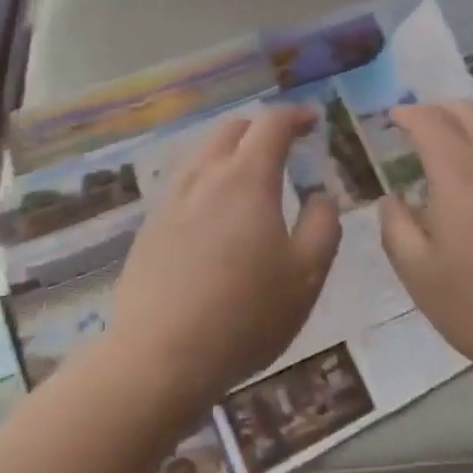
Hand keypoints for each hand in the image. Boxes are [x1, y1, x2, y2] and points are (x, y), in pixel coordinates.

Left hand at [107, 106, 341, 409]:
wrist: (160, 356)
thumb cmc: (246, 314)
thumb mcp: (307, 274)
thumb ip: (323, 226)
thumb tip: (320, 196)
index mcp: (247, 179)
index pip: (271, 124)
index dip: (295, 116)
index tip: (313, 121)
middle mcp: (205, 177)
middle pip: (232, 130)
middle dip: (261, 129)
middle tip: (284, 148)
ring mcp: (171, 201)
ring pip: (203, 155)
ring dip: (231, 153)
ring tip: (250, 179)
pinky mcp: (150, 228)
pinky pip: (184, 186)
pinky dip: (208, 182)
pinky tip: (215, 216)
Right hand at [378, 102, 472, 389]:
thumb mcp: (421, 276)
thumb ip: (396, 227)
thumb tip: (392, 198)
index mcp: (459, 170)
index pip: (429, 120)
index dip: (407, 114)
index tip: (394, 119)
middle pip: (469, 111)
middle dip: (440, 112)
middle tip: (424, 130)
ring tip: (464, 147)